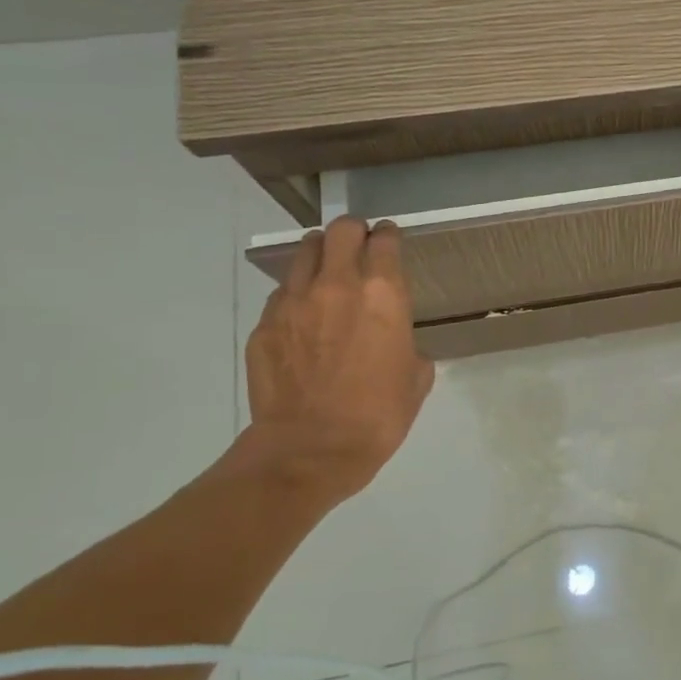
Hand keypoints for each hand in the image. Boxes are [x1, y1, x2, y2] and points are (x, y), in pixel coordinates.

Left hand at [239, 216, 434, 506]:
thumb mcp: (416, 376)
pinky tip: (304, 317)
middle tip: (359, 245)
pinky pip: (282, 294)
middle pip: (341, 231)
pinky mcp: (264, 325)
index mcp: (383, 294)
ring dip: (321, 254)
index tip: (390, 239)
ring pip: (305, 253)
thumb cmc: (379, 414)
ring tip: (327, 270)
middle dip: (353, 231)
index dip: (389, 236)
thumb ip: (407, 343)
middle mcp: (337, 285)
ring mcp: (293, 302)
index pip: (385, 241)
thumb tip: (395, 340)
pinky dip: (297, 295)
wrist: (312, 448)